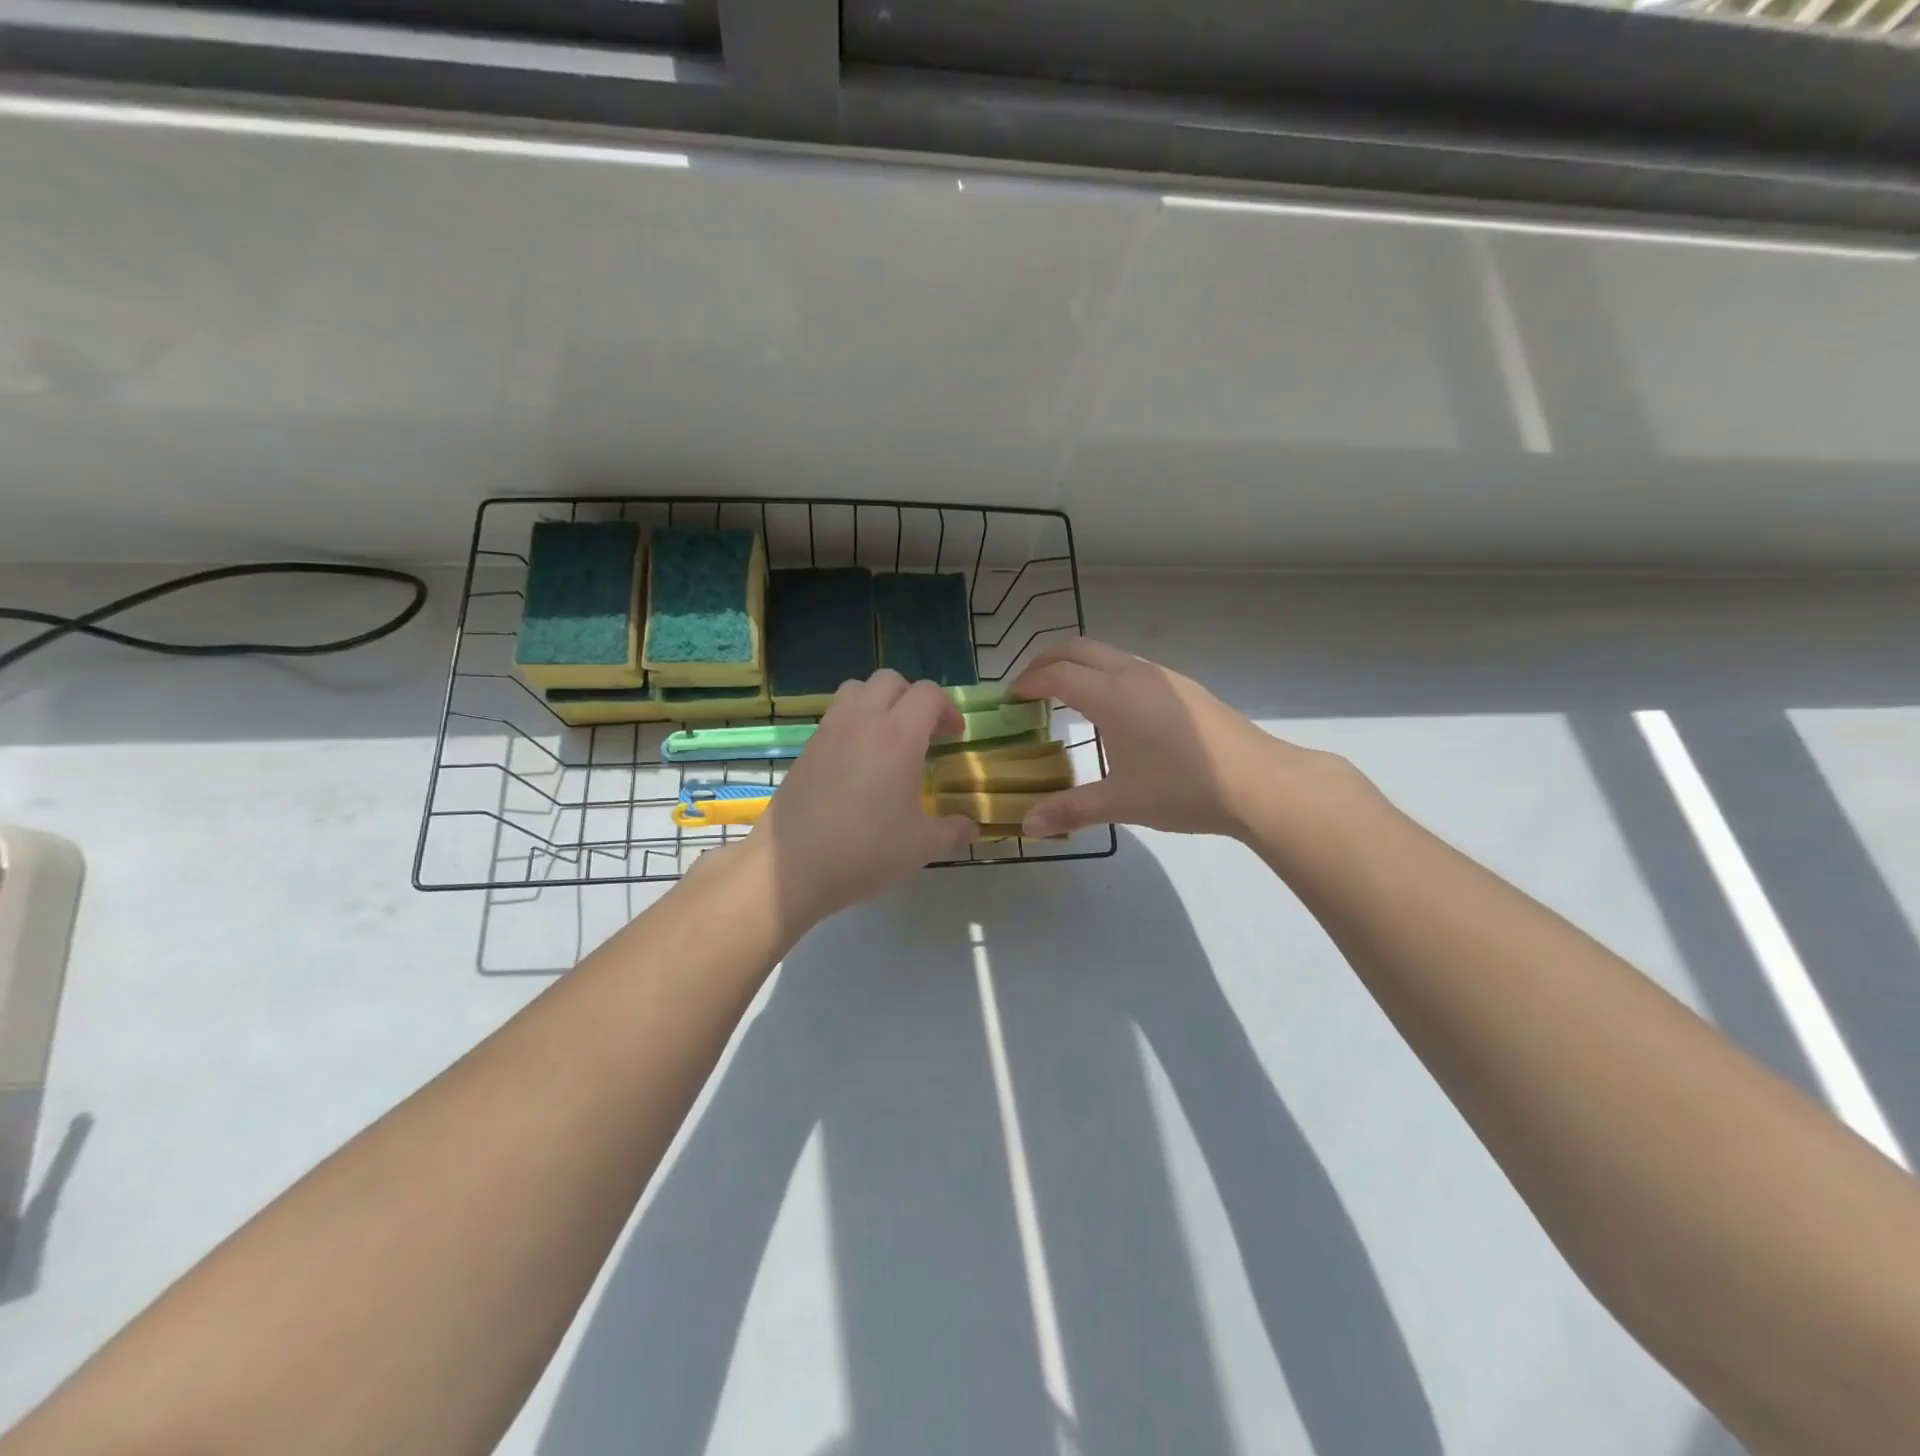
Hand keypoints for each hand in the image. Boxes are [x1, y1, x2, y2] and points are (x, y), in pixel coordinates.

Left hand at [747, 670, 976, 928]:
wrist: (790, 868)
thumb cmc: (864, 852)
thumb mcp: (921, 847)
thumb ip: (952, 831)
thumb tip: (970, 828)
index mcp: (898, 737)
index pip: (928, 694)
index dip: (948, 709)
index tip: (954, 737)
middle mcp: (862, 721)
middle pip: (891, 680)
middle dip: (913, 698)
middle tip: (924, 732)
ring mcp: (829, 731)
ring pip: (857, 689)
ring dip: (879, 701)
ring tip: (888, 737)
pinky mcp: (806, 747)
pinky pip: (835, 714)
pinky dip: (853, 721)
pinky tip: (858, 761)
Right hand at [1011, 638, 1332, 838]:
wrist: (1259, 783)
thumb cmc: (1183, 789)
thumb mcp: (1121, 802)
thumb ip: (1070, 809)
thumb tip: (1026, 825)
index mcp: (1112, 696)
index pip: (1057, 674)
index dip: (1028, 682)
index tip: (1011, 698)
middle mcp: (1134, 674)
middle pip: (1078, 648)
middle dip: (1046, 660)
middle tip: (1029, 688)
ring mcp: (1162, 675)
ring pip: (1107, 653)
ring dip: (1078, 664)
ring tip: (1066, 696)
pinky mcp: (1183, 685)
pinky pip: (1130, 664)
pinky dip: (1104, 672)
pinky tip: (1113, 709)